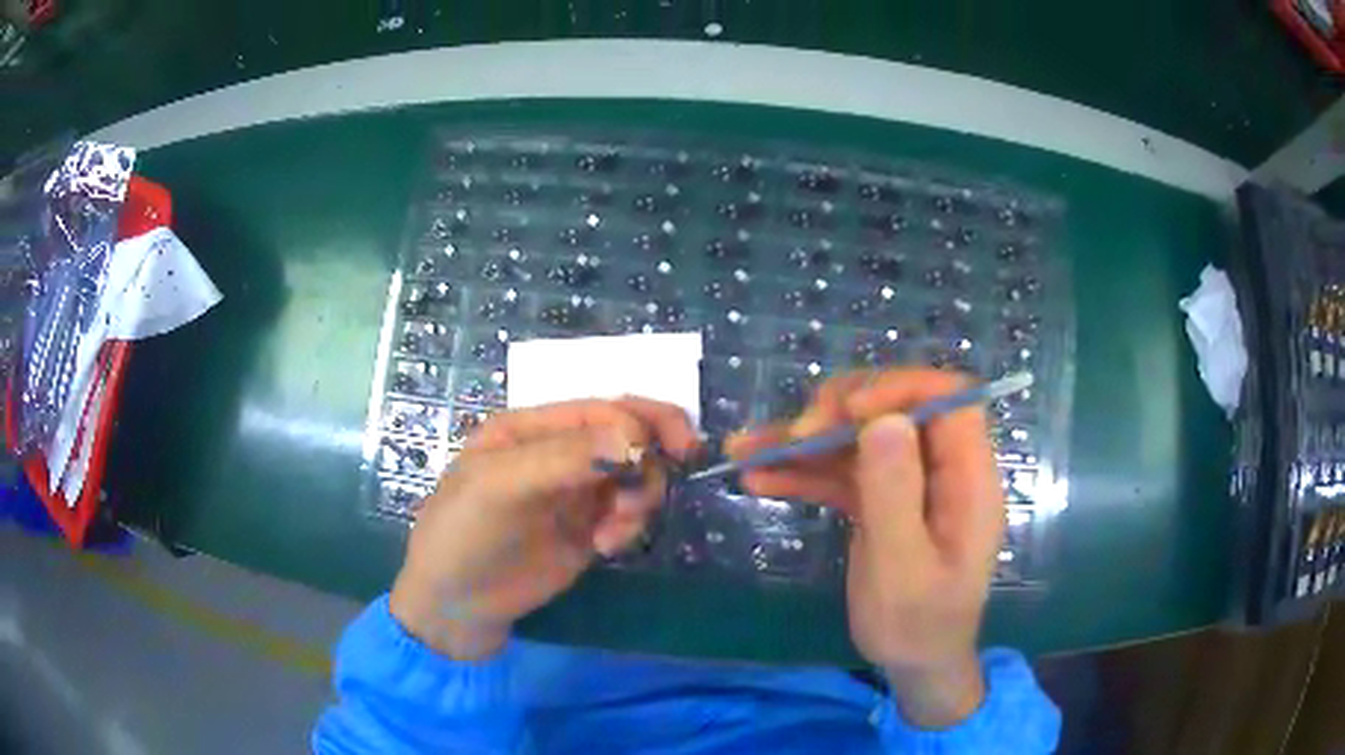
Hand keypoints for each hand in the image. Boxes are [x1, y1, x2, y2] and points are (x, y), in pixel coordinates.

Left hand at [390, 397, 698, 659]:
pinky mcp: (589, 529)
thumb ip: (564, 458)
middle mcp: (559, 453)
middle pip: (628, 435)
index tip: (673, 451)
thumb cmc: (464, 534)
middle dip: (652, 455)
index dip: (642, 421)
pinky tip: (606, 547)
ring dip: (640, 498)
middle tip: (678, 469)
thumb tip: (635, 438)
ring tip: (612, 533)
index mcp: (533, 428)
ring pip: (636, 476)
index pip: (601, 409)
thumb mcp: (500, 487)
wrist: (456, 605)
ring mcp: (576, 492)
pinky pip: (630, 513)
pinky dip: (631, 526)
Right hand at [726, 369, 1004, 728]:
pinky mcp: (880, 500)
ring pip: (858, 439)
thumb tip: (884, 419)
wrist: (913, 663)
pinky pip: (841, 473)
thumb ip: (895, 495)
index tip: (848, 411)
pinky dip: (802, 472)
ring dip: (805, 442)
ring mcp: (908, 483)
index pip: (949, 400)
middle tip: (796, 436)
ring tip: (746, 448)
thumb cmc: (918, 624)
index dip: (900, 389)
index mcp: (968, 479)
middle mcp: (941, 469)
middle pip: (896, 409)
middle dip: (841, 412)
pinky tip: (757, 476)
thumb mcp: (903, 569)